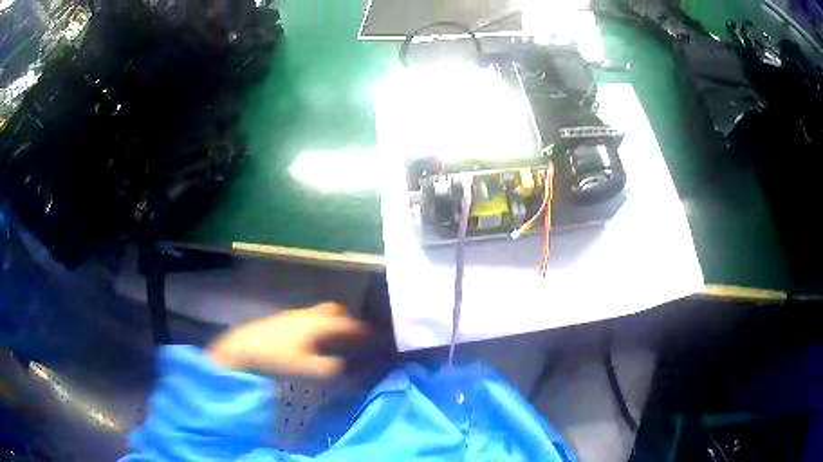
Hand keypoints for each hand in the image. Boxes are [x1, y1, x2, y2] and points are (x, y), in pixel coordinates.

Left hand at [206, 303, 367, 377]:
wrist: (241, 348)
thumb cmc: (276, 359)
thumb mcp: (306, 369)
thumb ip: (331, 369)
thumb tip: (348, 368)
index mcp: (317, 325)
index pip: (347, 324)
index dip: (362, 331)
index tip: (373, 337)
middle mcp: (307, 315)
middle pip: (334, 310)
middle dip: (347, 320)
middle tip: (354, 335)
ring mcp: (292, 315)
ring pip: (319, 313)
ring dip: (331, 322)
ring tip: (335, 340)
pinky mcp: (281, 320)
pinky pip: (307, 318)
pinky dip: (316, 326)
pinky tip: (310, 341)